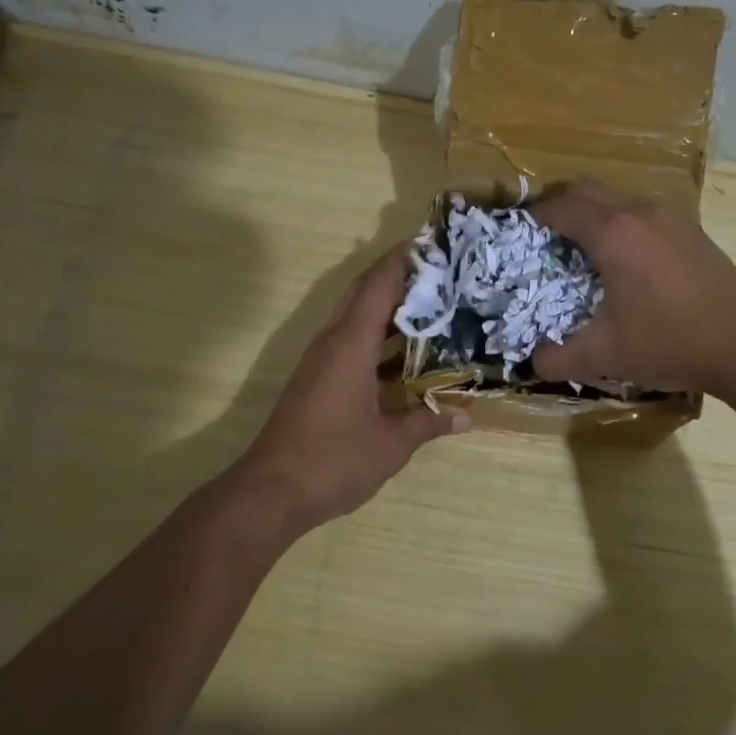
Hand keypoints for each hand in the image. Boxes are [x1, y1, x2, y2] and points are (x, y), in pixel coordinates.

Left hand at [233, 247, 467, 538]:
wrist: (270, 492)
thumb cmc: (333, 461)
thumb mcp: (391, 445)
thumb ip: (428, 422)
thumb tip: (466, 416)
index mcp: (350, 345)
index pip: (378, 285)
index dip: (402, 259)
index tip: (431, 242)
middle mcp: (332, 342)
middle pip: (364, 292)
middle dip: (398, 275)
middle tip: (440, 271)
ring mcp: (321, 360)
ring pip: (356, 316)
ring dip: (388, 306)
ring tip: (432, 304)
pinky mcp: (317, 379)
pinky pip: (351, 340)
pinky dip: (378, 336)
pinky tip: (406, 354)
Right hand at [530, 180, 735, 394]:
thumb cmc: (670, 342)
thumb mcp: (606, 355)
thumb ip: (559, 358)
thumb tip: (531, 363)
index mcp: (613, 233)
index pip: (562, 207)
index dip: (536, 215)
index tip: (520, 231)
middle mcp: (640, 213)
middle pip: (588, 189)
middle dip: (561, 204)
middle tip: (545, 235)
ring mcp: (671, 218)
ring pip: (619, 197)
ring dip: (594, 211)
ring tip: (582, 247)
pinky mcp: (692, 231)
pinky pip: (644, 211)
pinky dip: (622, 221)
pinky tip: (626, 259)